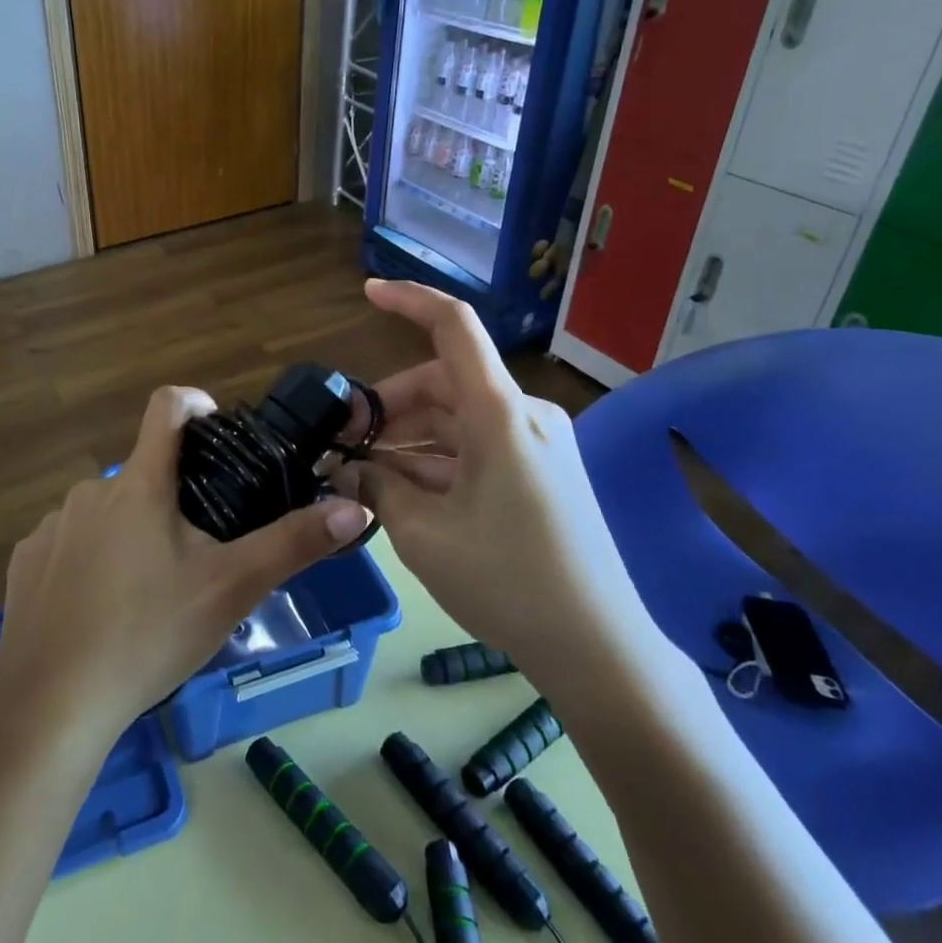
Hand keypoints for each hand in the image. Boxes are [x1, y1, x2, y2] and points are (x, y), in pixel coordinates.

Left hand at [0, 386, 372, 743]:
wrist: (50, 706)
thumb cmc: (148, 635)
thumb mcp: (231, 589)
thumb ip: (293, 543)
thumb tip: (355, 507)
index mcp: (140, 484)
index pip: (167, 406)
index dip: (196, 404)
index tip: (218, 431)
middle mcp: (91, 490)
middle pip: (144, 471)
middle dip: (174, 497)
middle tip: (199, 551)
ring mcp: (52, 525)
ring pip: (107, 510)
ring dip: (132, 530)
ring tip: (151, 589)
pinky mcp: (25, 560)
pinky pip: (70, 542)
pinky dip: (91, 559)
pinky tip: (100, 609)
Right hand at [331, 280, 657, 674]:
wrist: (599, 650)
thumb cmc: (507, 581)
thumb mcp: (423, 535)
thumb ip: (376, 489)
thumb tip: (345, 470)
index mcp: (499, 413)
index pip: (454, 326)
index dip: (410, 299)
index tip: (367, 292)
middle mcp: (523, 415)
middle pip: (443, 382)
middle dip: (388, 406)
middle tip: (342, 442)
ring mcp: (537, 444)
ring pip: (456, 419)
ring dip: (407, 438)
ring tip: (361, 472)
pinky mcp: (542, 472)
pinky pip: (477, 447)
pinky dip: (436, 459)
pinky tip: (400, 489)